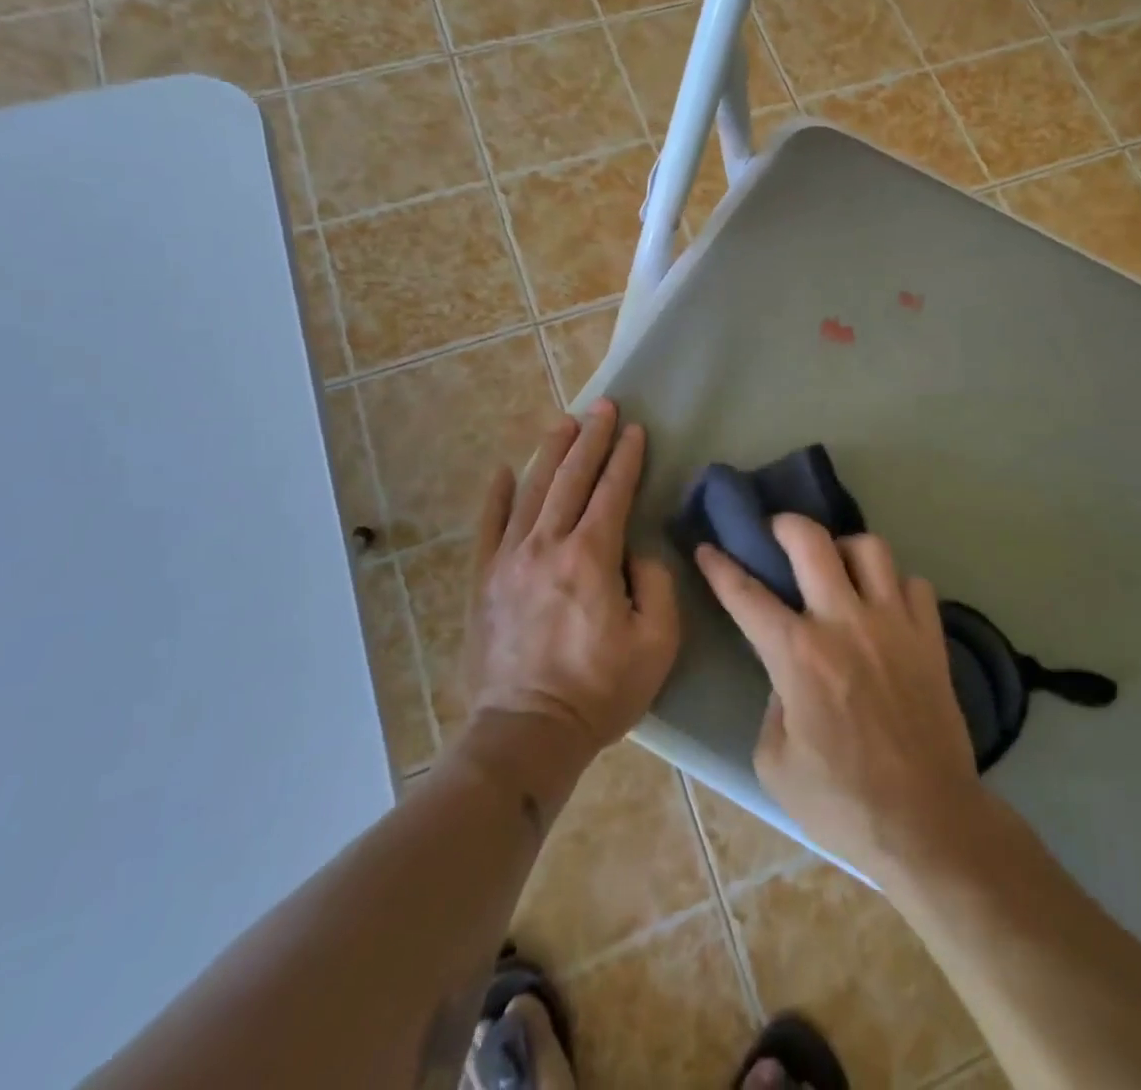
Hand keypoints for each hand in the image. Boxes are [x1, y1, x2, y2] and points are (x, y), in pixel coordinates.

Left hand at [462, 401, 679, 765]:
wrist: (526, 734)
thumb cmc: (600, 690)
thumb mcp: (657, 642)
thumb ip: (657, 584)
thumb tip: (637, 552)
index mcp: (591, 557)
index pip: (612, 492)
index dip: (626, 458)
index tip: (636, 430)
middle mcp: (546, 545)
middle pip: (571, 479)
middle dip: (591, 439)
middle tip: (604, 407)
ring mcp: (508, 561)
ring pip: (531, 492)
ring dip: (550, 453)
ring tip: (565, 422)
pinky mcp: (484, 581)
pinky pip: (489, 527)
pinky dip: (496, 495)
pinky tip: (503, 470)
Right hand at [695, 518, 983, 882]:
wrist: (928, 824)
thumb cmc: (842, 804)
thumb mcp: (775, 765)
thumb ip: (773, 705)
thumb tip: (788, 677)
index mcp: (799, 655)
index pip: (748, 595)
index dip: (721, 566)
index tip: (707, 546)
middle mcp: (846, 623)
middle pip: (812, 541)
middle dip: (785, 524)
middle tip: (776, 531)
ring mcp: (895, 624)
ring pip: (870, 548)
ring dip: (845, 549)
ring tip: (837, 567)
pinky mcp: (931, 637)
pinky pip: (914, 584)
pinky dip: (895, 586)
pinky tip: (885, 606)